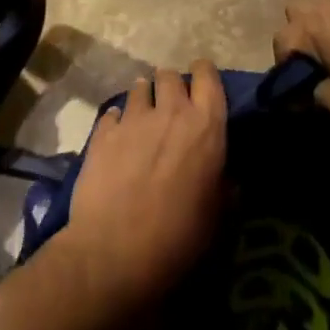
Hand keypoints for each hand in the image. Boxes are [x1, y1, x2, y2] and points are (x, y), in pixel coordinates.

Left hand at [63, 60, 227, 306]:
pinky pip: (111, 113)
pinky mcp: (102, 134)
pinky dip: (117, 121)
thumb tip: (227, 176)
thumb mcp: (219, 217)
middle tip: (171, 105)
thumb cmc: (179, 238)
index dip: (204, 74)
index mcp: (206, 125)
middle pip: (169, 75)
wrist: (115, 255)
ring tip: (143, 116)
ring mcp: (132, 119)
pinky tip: (117, 137)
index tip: (202, 84)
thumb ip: (225, 186)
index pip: (208, 76)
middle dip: (171, 84)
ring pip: (139, 87)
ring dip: (144, 97)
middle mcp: (170, 111)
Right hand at [274, 0, 329, 136]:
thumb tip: (304, 92)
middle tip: (314, 68)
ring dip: (321, 28)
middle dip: (299, 36)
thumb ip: (312, 93)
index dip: (285, 70)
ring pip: (323, 5)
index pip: (282, 40)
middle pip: (298, 10)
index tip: (298, 96)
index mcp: (316, 22)